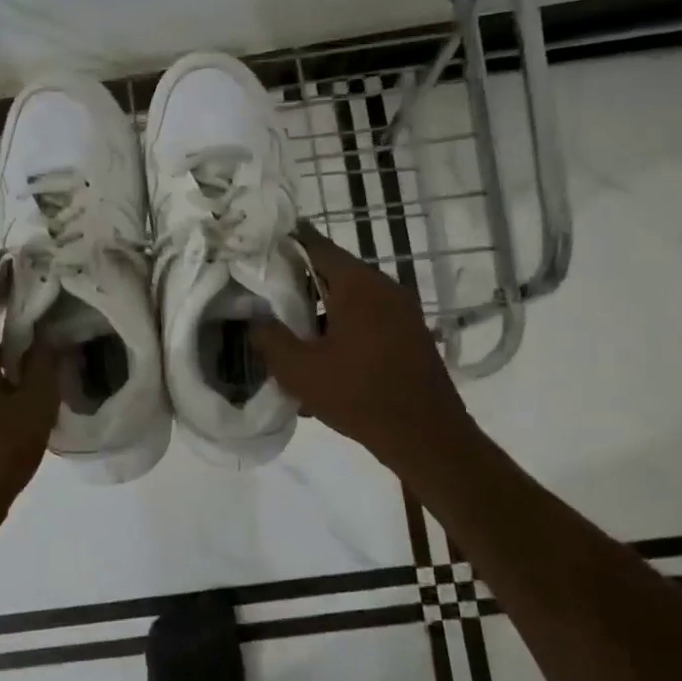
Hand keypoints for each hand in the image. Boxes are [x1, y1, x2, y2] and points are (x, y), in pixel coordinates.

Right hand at [250, 224, 477, 488]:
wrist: (426, 436)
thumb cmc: (358, 395)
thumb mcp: (299, 370)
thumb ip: (270, 338)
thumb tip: (255, 320)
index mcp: (358, 284)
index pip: (316, 245)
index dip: (285, 244)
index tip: (259, 249)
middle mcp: (384, 287)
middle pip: (333, 273)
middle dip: (299, 284)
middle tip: (267, 297)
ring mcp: (403, 312)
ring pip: (351, 300)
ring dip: (322, 313)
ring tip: (293, 339)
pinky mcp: (410, 335)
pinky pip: (368, 321)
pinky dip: (344, 331)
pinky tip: (325, 363)